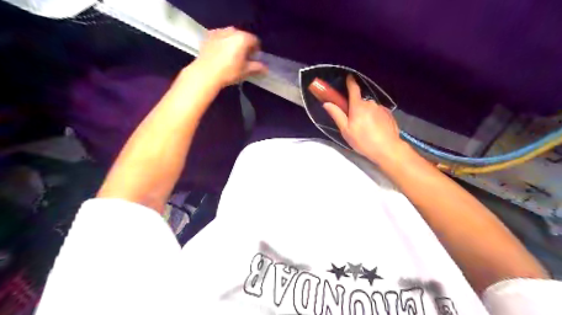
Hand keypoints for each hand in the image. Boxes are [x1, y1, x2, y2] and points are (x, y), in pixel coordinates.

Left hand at [194, 26, 267, 86]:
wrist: (205, 73)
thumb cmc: (229, 72)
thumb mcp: (245, 71)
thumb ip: (257, 67)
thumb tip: (266, 68)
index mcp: (242, 38)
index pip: (255, 40)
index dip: (256, 50)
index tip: (254, 58)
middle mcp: (231, 31)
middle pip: (242, 36)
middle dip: (245, 45)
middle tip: (244, 58)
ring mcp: (219, 32)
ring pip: (231, 36)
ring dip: (234, 43)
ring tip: (232, 56)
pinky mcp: (208, 36)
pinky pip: (220, 37)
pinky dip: (223, 42)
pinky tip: (221, 53)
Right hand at [323, 73, 405, 164]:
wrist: (387, 149)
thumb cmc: (363, 140)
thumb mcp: (346, 130)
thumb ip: (337, 115)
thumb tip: (327, 103)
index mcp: (358, 106)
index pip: (353, 89)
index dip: (350, 82)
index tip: (349, 77)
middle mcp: (370, 103)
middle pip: (360, 102)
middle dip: (356, 108)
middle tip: (354, 123)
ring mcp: (381, 108)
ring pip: (370, 108)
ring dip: (366, 114)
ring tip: (366, 129)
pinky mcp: (389, 114)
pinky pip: (378, 113)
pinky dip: (375, 118)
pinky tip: (375, 129)